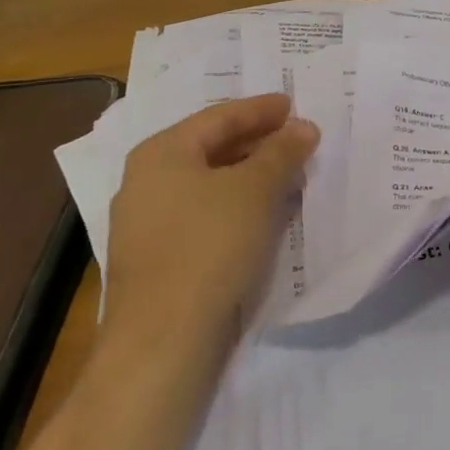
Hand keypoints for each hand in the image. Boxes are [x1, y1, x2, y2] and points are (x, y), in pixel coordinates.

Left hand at [102, 95, 318, 348]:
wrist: (161, 344)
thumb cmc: (208, 247)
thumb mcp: (256, 189)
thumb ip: (282, 151)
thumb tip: (303, 127)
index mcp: (161, 153)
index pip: (220, 117)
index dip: (261, 109)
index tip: (295, 105)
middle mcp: (146, 181)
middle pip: (212, 148)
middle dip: (259, 143)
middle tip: (298, 140)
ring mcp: (147, 224)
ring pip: (209, 185)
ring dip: (251, 177)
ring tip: (290, 176)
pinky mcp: (158, 260)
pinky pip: (204, 216)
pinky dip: (237, 207)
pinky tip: (265, 216)